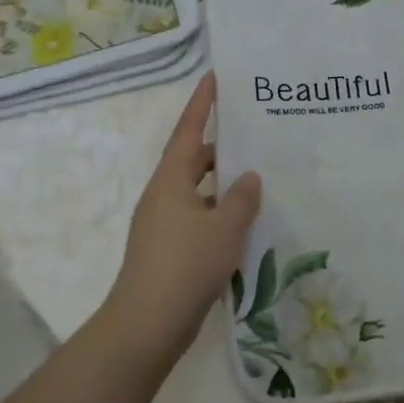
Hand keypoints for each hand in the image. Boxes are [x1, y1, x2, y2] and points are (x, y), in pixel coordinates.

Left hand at [98, 73, 261, 370]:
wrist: (146, 325)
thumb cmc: (186, 265)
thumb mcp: (225, 228)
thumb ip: (241, 198)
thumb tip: (249, 177)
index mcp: (171, 180)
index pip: (188, 130)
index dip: (202, 103)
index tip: (214, 77)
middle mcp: (163, 195)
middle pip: (192, 160)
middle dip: (219, 146)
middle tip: (252, 133)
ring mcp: (162, 224)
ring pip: (197, 192)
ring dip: (222, 184)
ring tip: (256, 178)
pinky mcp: (167, 250)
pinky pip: (197, 218)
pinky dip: (218, 213)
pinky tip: (243, 224)